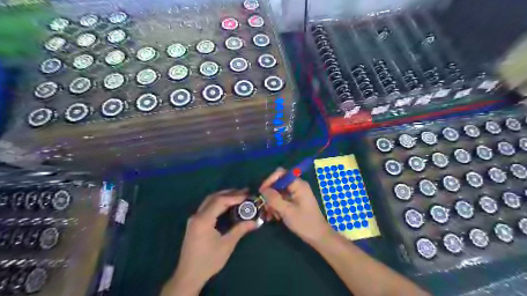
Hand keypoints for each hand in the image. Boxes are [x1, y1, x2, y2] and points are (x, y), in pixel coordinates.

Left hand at [163, 189, 256, 295]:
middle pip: (213, 197)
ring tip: (238, 196)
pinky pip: (207, 207)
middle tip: (244, 192)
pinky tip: (227, 205)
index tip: (247, 195)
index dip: (235, 196)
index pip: (220, 201)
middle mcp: (197, 215)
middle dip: (229, 193)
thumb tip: (255, 222)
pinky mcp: (194, 223)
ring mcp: (194, 219)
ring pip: (209, 201)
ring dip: (223, 196)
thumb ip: (240, 230)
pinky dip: (218, 203)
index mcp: (203, 220)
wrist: (188, 276)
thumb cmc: (208, 261)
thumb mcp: (226, 245)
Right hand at [260, 167, 332, 245]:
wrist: (318, 237)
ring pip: (279, 193)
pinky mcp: (295, 202)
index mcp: (298, 185)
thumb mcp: (287, 211)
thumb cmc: (304, 223)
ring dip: (272, 203)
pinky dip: (277, 206)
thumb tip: (263, 190)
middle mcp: (297, 186)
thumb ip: (274, 199)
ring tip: (270, 215)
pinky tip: (275, 217)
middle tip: (265, 206)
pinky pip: (282, 199)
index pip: (280, 174)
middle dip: (270, 194)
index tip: (261, 192)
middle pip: (278, 183)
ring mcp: (296, 194)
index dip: (269, 180)